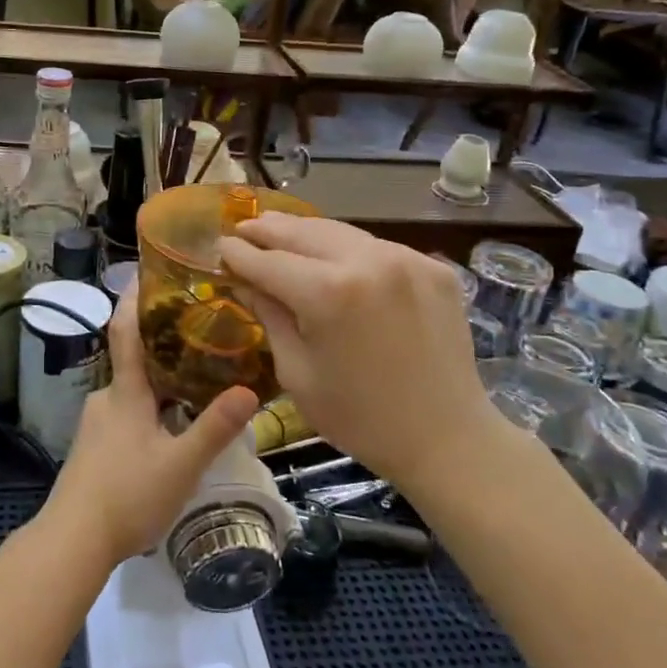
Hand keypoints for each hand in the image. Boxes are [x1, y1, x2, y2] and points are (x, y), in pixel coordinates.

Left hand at [44, 285, 259, 566]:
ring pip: (133, 390)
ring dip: (159, 381)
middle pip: (134, 359)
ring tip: (196, 381)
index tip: (146, 270)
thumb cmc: (127, 495)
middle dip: (163, 344)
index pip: (125, 330)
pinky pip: (126, 413)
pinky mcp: (94, 447)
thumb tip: (248, 389)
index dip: (134, 298)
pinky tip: (171, 427)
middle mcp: (107, 397)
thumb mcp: (181, 465)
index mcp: (125, 392)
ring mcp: (96, 423)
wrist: (73, 540)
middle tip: (200, 332)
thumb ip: (214, 428)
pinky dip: (150, 407)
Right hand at [218, 214, 506, 489]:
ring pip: (341, 232)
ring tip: (280, 231)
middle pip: (304, 232)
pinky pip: (376, 248)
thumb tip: (245, 280)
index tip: (220, 246)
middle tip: (243, 228)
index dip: (239, 253)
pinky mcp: (433, 268)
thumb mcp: (297, 372)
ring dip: (306, 233)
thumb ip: (270, 315)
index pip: (269, 260)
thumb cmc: (359, 418)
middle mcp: (367, 261)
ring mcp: (406, 259)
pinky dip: (348, 249)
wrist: (447, 439)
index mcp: (328, 292)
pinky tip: (333, 259)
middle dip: (269, 230)